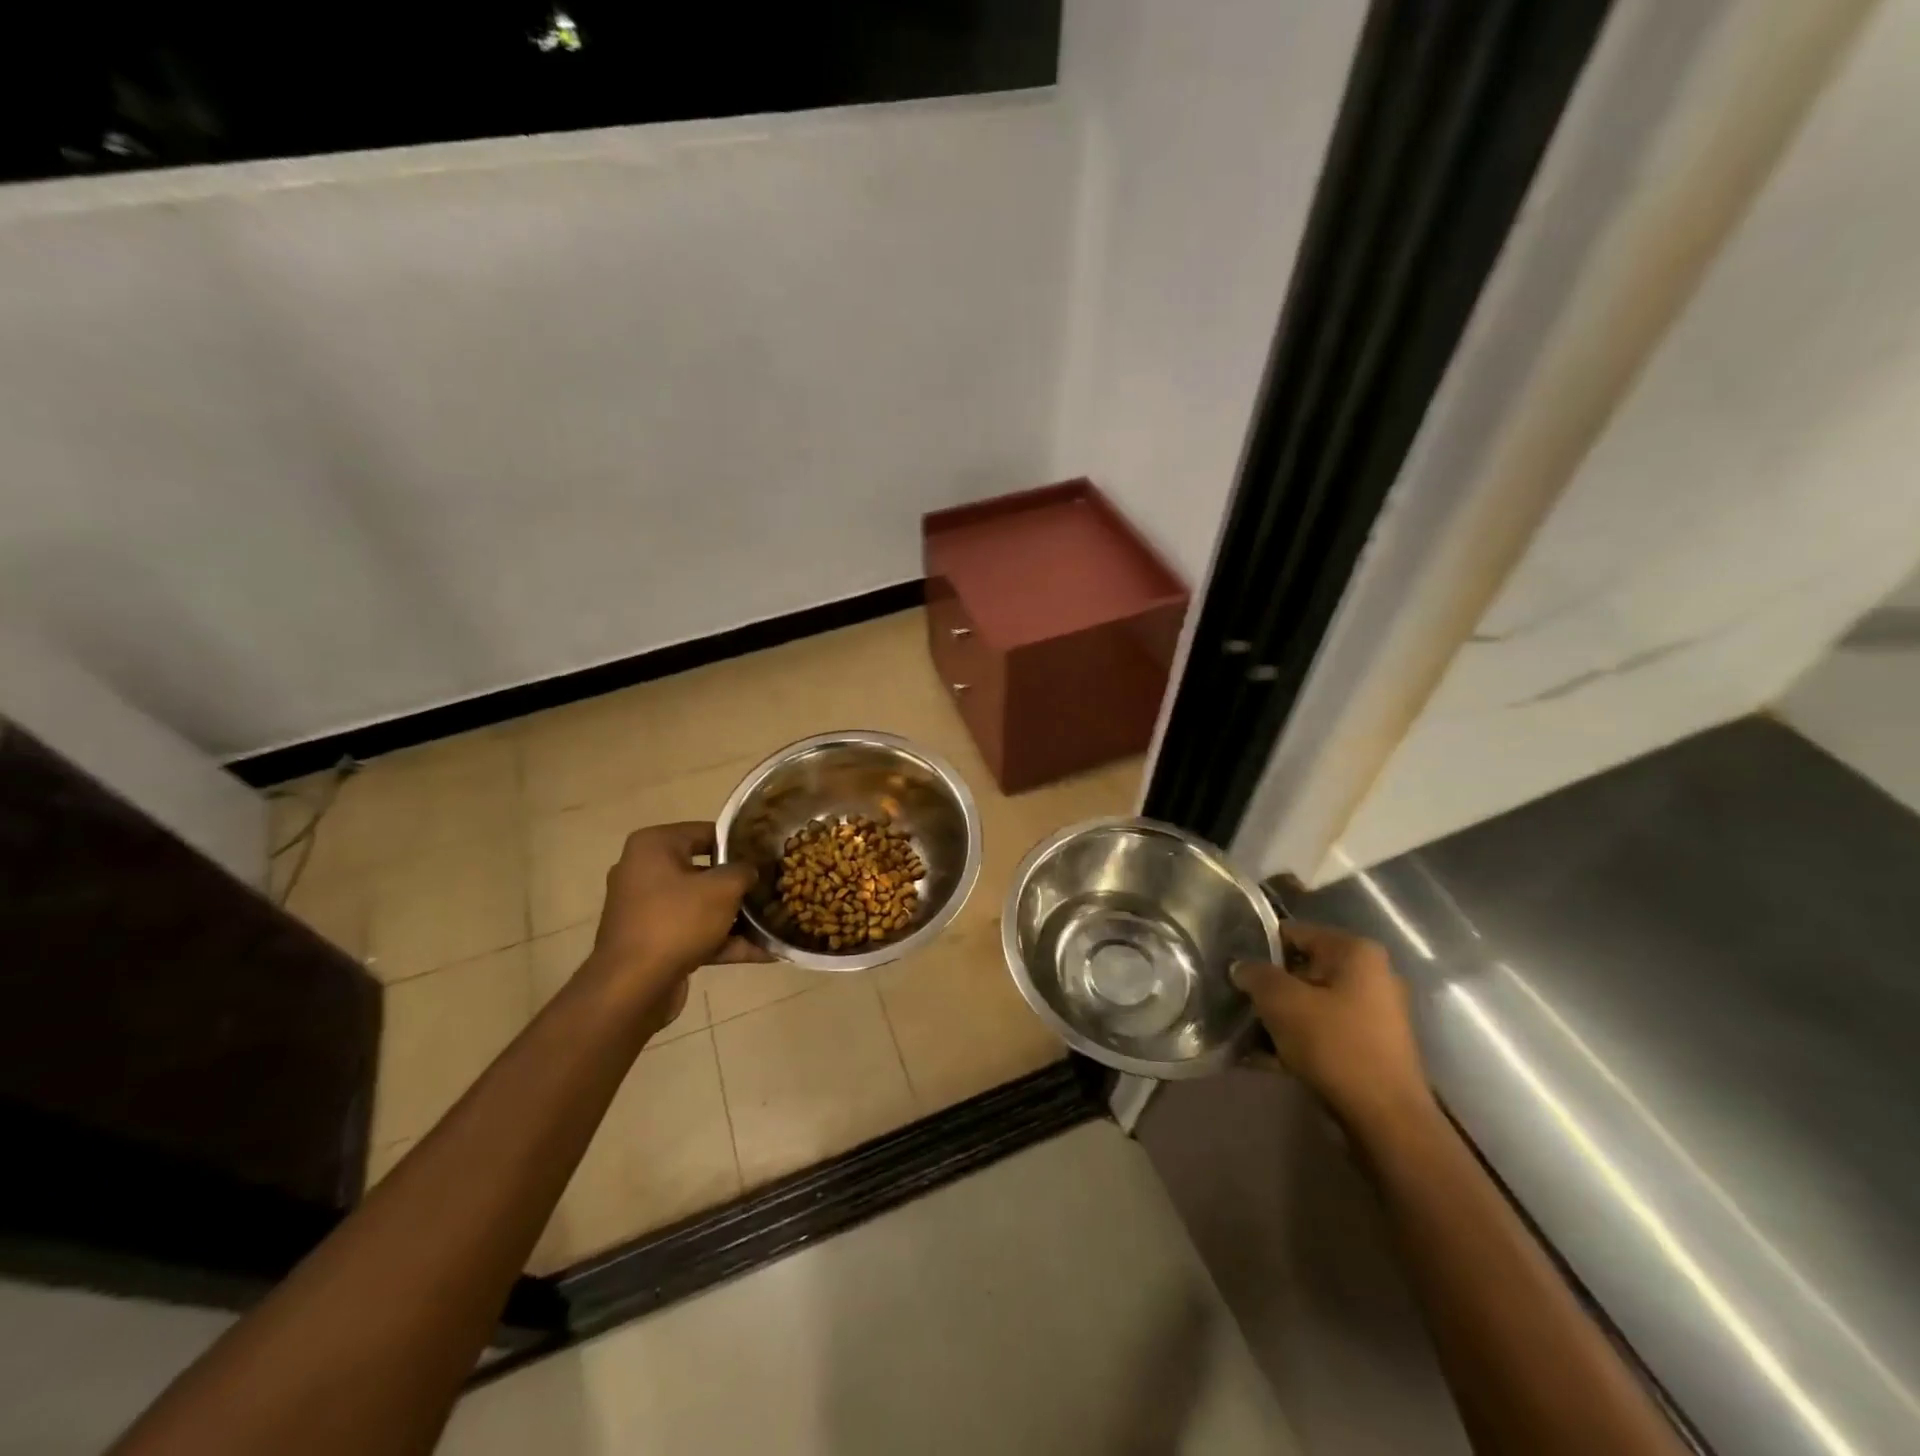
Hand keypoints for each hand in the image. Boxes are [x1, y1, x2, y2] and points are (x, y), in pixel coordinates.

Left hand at [580, 822, 770, 1026]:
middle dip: (739, 883)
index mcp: (654, 846)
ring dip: (736, 916)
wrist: (633, 988)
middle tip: (773, 886)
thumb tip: (751, 870)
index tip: (767, 854)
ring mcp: (646, 910)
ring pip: (701, 905)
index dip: (741, 843)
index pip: (706, 832)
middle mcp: (644, 872)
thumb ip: (744, 871)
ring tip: (774, 922)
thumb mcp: (723, 889)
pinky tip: (764, 953)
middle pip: (704, 870)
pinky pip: (694, 932)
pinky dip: (723, 940)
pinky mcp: (652, 942)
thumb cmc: (677, 921)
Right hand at [1232, 920, 1433, 1137]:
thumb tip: (1241, 967)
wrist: (1385, 1120)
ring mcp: (1372, 1013)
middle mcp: (1370, 975)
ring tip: (1243, 1031)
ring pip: (1309, 1003)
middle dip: (1268, 987)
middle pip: (1301, 970)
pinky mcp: (1368, 1047)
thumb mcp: (1281, 1001)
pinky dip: (1294, 1040)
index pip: (1293, 933)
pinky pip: (1321, 1032)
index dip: (1258, 947)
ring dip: (1278, 1017)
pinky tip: (1262, 1057)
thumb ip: (1255, 975)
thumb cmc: (1335, 1045)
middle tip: (1235, 999)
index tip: (1231, 965)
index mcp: (1355, 952)